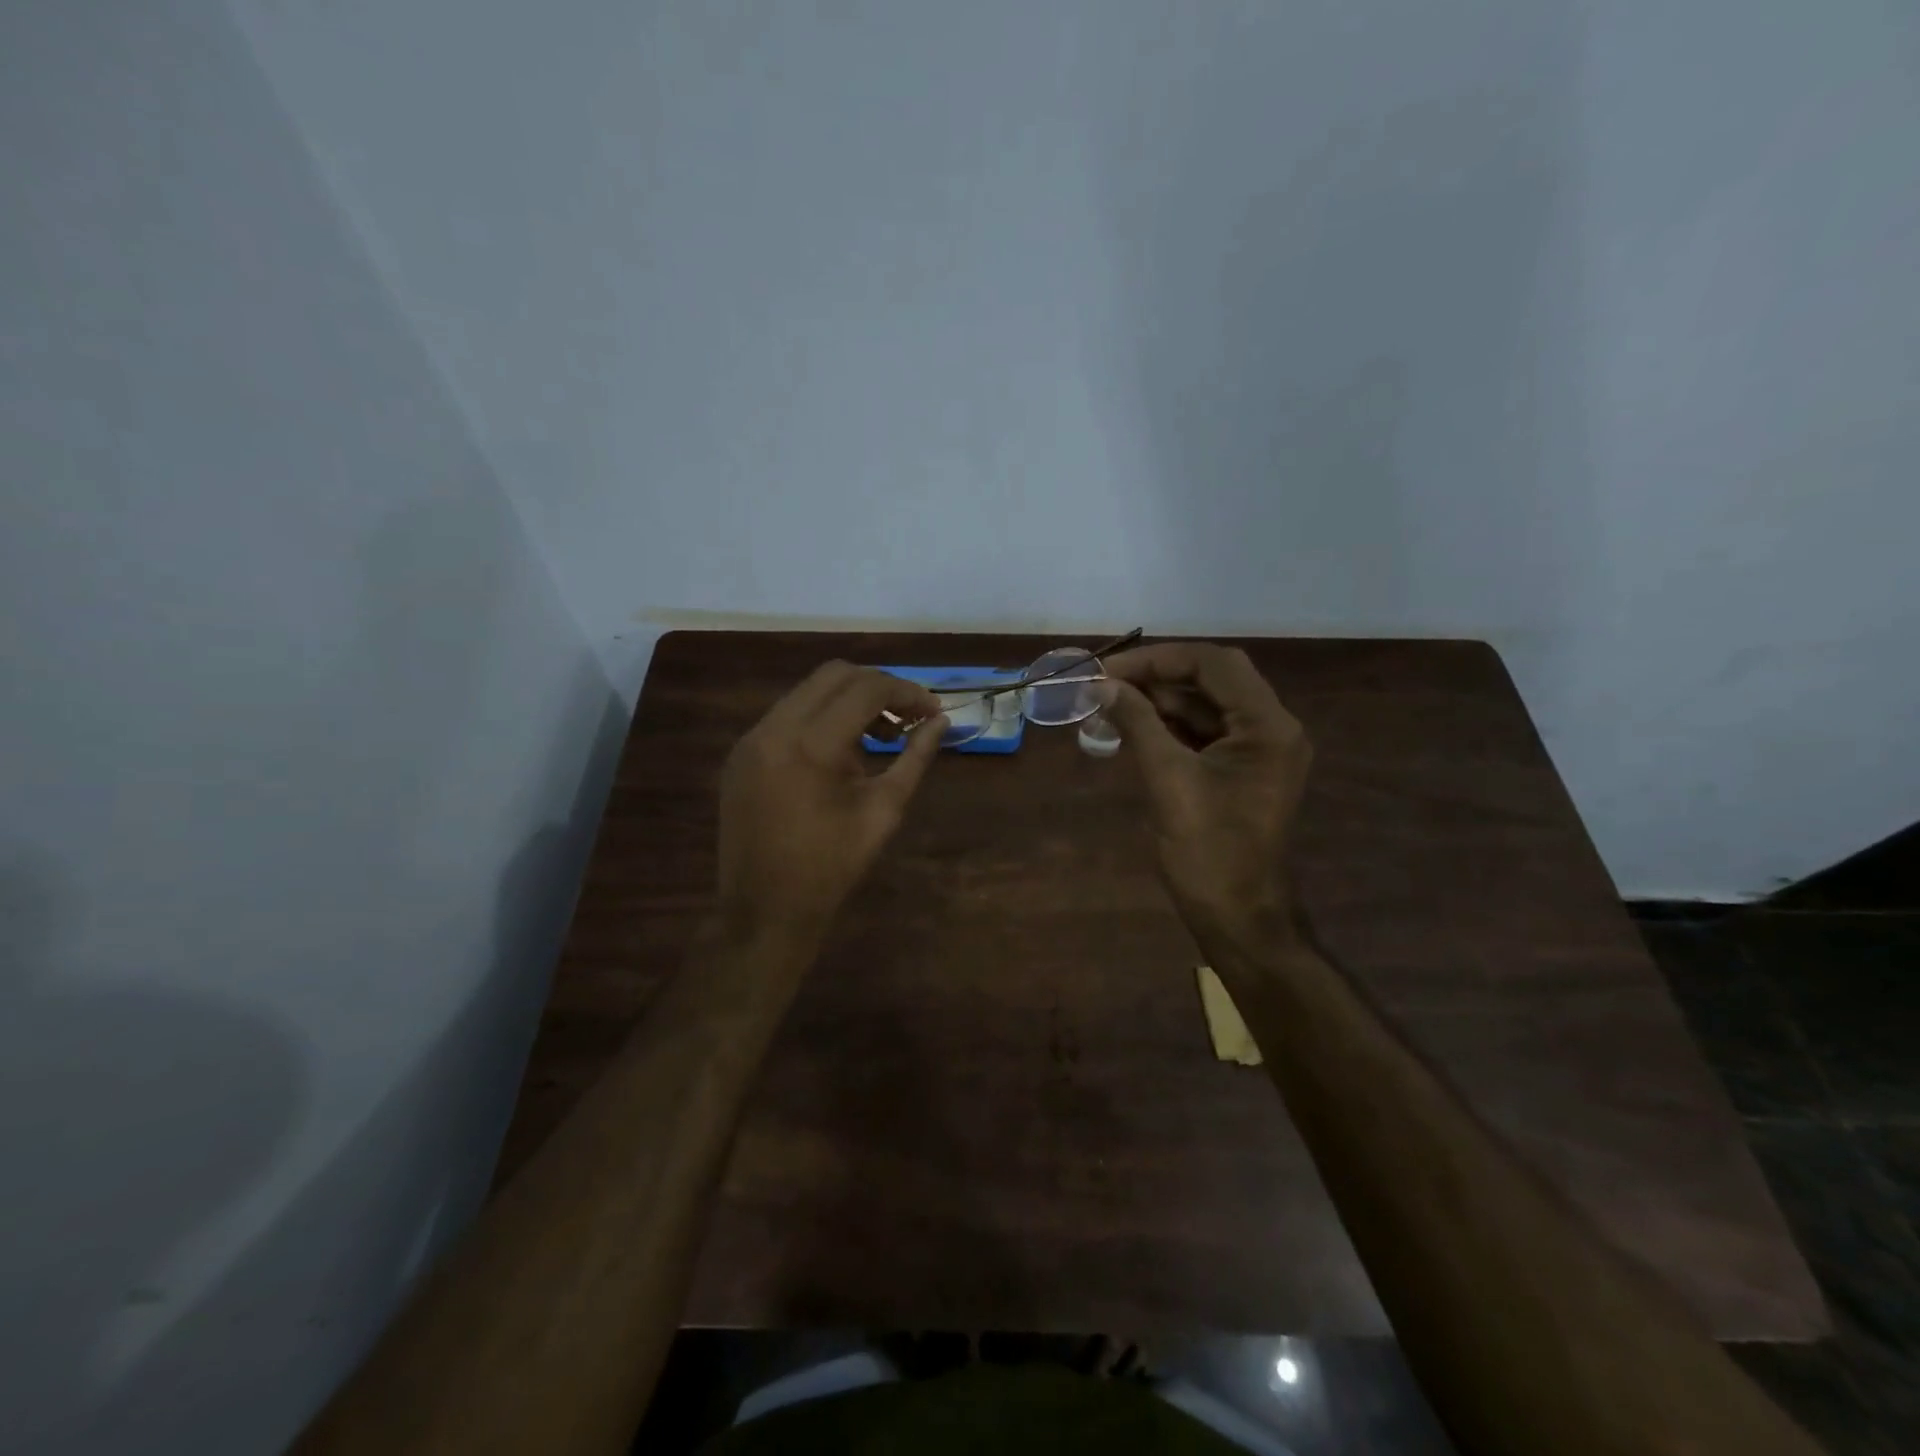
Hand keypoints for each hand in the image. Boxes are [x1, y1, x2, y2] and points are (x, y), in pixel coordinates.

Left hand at [717, 662, 946, 944]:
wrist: (763, 911)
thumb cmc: (831, 868)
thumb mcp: (883, 811)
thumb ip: (914, 759)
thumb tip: (940, 722)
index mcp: (811, 745)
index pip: (866, 689)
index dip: (907, 692)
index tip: (933, 710)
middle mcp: (774, 728)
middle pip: (834, 674)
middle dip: (879, 687)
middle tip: (908, 717)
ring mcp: (751, 738)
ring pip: (808, 691)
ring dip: (849, 701)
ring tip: (879, 736)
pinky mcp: (741, 753)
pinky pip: (788, 715)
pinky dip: (821, 718)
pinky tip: (841, 752)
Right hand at [1099, 643, 1312, 949]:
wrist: (1237, 915)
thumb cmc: (1208, 851)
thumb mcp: (1168, 780)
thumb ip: (1138, 723)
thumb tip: (1103, 685)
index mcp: (1268, 727)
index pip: (1214, 665)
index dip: (1158, 659)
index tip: (1110, 670)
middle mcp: (1271, 728)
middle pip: (1212, 679)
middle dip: (1158, 676)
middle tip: (1107, 683)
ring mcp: (1257, 750)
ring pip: (1205, 705)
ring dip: (1159, 700)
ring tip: (1108, 702)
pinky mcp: (1240, 769)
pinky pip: (1203, 732)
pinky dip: (1168, 726)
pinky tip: (1130, 726)